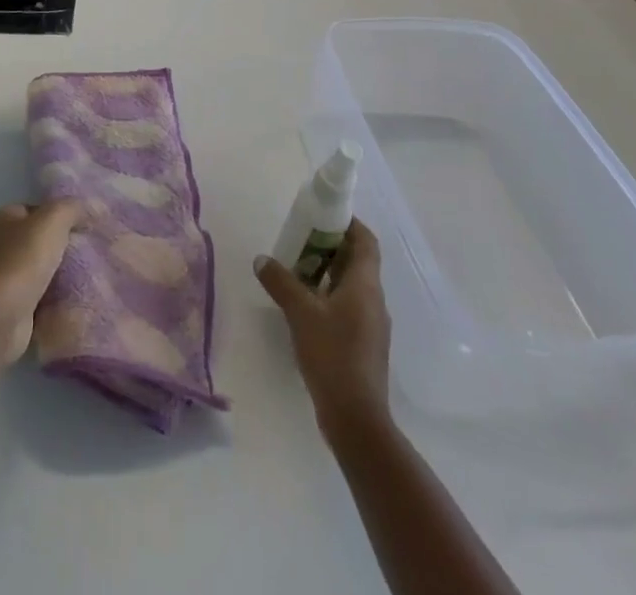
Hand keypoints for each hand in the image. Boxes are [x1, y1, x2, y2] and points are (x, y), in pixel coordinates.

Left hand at [0, 200, 84, 362]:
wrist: (1, 317)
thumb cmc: (23, 259)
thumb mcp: (53, 220)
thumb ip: (73, 208)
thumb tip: (92, 207)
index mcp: (5, 218)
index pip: (39, 209)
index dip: (62, 214)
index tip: (87, 225)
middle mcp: (2, 244)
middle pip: (41, 239)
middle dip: (65, 245)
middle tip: (92, 249)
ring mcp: (6, 277)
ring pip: (43, 268)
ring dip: (63, 273)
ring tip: (91, 273)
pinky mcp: (13, 305)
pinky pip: (42, 295)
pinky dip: (57, 297)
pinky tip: (77, 296)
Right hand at [256, 219, 391, 435]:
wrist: (356, 419)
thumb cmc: (333, 355)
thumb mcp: (300, 313)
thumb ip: (280, 282)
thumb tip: (261, 259)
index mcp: (366, 284)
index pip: (365, 240)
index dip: (348, 223)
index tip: (323, 215)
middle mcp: (374, 299)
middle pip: (357, 261)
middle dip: (331, 247)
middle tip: (301, 240)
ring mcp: (372, 325)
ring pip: (352, 286)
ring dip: (328, 273)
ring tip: (297, 271)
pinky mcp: (364, 346)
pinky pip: (348, 308)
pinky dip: (329, 297)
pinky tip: (305, 307)